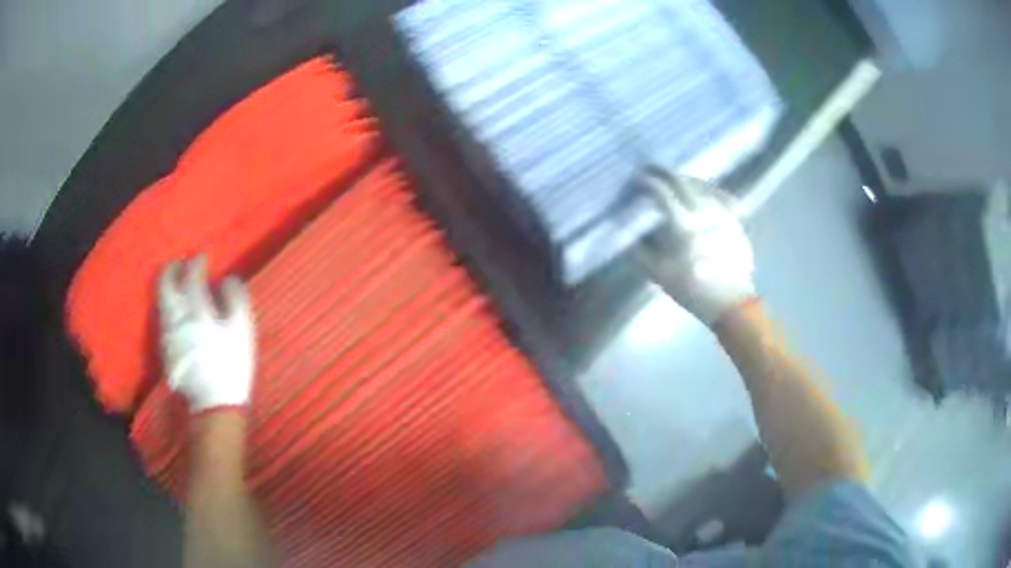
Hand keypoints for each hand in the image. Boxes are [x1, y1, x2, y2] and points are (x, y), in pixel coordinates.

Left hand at [158, 257, 254, 412]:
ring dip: (167, 287)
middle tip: (180, 264)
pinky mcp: (165, 348)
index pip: (191, 275)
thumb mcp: (242, 330)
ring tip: (176, 284)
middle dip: (172, 269)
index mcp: (196, 309)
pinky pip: (162, 318)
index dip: (197, 263)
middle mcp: (176, 317)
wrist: (214, 404)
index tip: (203, 258)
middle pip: (165, 284)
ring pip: (161, 301)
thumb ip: (235, 298)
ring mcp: (167, 333)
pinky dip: (167, 306)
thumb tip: (227, 279)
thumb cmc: (231, 365)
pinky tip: (176, 311)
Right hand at [637, 168, 756, 325]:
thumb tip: (626, 234)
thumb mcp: (659, 274)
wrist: (731, 302)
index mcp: (682, 224)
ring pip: (702, 185)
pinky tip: (706, 191)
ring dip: (686, 179)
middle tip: (653, 170)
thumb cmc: (693, 289)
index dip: (646, 181)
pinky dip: (711, 189)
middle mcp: (703, 210)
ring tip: (676, 180)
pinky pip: (723, 195)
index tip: (637, 179)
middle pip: (681, 181)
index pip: (661, 191)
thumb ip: (640, 251)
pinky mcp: (735, 220)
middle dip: (664, 172)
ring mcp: (722, 212)